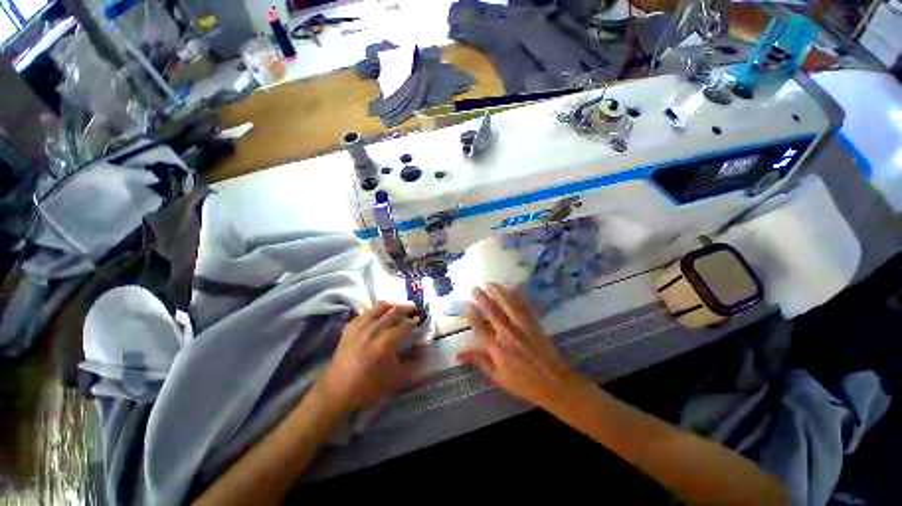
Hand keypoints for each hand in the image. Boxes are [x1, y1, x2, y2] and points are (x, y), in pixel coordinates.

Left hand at [319, 302, 418, 412]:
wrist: (337, 391)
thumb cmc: (369, 386)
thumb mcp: (396, 378)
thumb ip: (413, 362)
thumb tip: (424, 349)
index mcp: (387, 342)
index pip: (405, 324)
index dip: (414, 319)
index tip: (420, 318)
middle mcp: (375, 329)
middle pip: (394, 310)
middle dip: (407, 307)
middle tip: (414, 307)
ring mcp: (361, 326)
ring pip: (380, 306)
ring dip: (393, 304)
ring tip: (399, 306)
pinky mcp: (350, 327)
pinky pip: (366, 311)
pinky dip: (375, 309)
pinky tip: (379, 313)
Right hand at [458, 283, 588, 410]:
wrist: (554, 384)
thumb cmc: (523, 383)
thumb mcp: (498, 377)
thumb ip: (480, 361)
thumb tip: (459, 354)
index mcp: (497, 349)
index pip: (480, 327)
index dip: (472, 314)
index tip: (467, 304)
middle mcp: (507, 334)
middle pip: (492, 311)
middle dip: (481, 298)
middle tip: (474, 288)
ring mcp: (522, 327)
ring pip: (507, 304)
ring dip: (498, 292)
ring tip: (490, 283)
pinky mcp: (534, 324)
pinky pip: (524, 306)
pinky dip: (517, 296)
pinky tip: (512, 288)